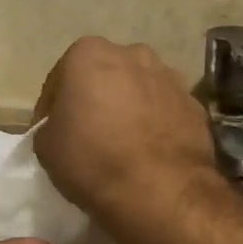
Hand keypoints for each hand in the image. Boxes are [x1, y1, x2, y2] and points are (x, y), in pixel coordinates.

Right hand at [34, 37, 218, 225]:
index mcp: (89, 53)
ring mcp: (170, 77)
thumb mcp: (46, 146)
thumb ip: (51, 124)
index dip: (53, 107)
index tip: (53, 131)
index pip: (61, 78)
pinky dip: (156, 123)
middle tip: (88, 132)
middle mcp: (133, 54)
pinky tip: (149, 152)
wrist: (160, 190)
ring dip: (129, 107)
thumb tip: (64, 127)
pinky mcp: (195, 104)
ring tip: (123, 143)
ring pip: (139, 89)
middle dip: (97, 97)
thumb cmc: (92, 159)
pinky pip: (165, 110)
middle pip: (105, 76)